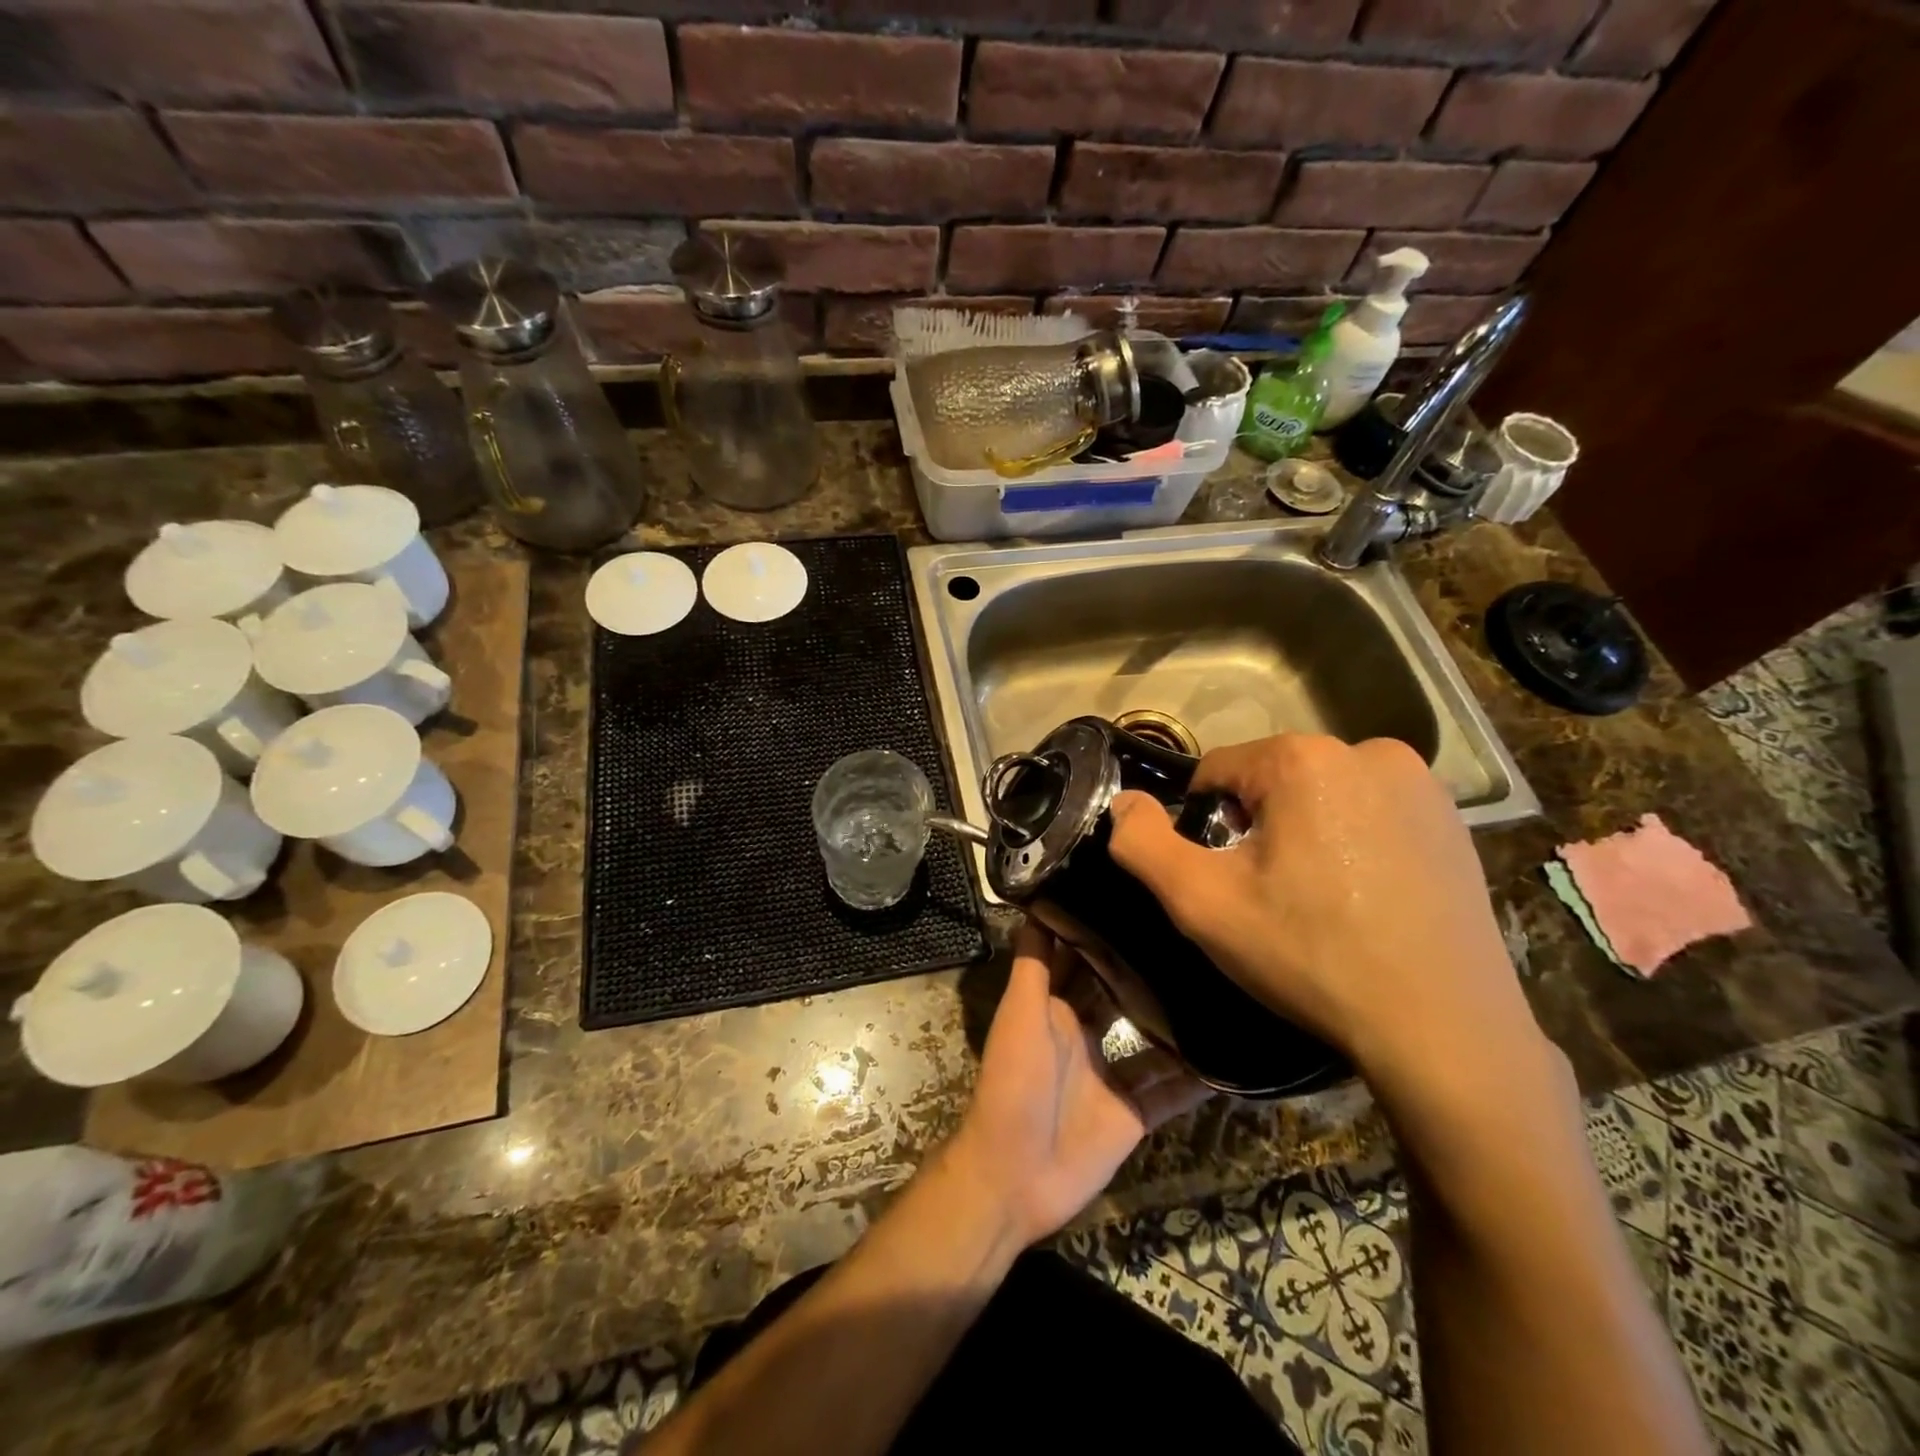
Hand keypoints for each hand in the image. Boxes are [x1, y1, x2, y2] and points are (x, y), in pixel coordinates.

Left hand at [946, 922, 1209, 1247]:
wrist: (1014, 1177)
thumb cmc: (1014, 1083)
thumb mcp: (1021, 1013)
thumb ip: (1034, 964)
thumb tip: (1037, 903)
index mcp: (1054, 1007)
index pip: (1081, 960)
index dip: (1101, 932)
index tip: (1138, 899)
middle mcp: (1084, 1035)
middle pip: (1120, 995)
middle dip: (1147, 969)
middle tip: (1194, 936)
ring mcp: (1111, 1075)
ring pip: (1152, 1041)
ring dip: (1179, 1022)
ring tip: (1222, 988)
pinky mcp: (1134, 1115)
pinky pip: (1170, 1092)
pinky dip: (1196, 1079)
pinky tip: (1233, 1058)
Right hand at [1106, 734, 1549, 1111]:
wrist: (1444, 1031)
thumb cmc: (1311, 956)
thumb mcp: (1202, 904)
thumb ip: (1142, 844)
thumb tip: (1123, 801)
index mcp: (1303, 758)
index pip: (1216, 772)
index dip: (1206, 827)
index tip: (1228, 881)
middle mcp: (1368, 750)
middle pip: (1271, 781)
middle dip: (1256, 828)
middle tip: (1272, 897)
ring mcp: (1421, 782)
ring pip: (1321, 797)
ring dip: (1304, 833)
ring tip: (1321, 901)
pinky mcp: (1454, 818)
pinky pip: (1371, 813)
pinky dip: (1354, 842)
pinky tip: (1366, 898)